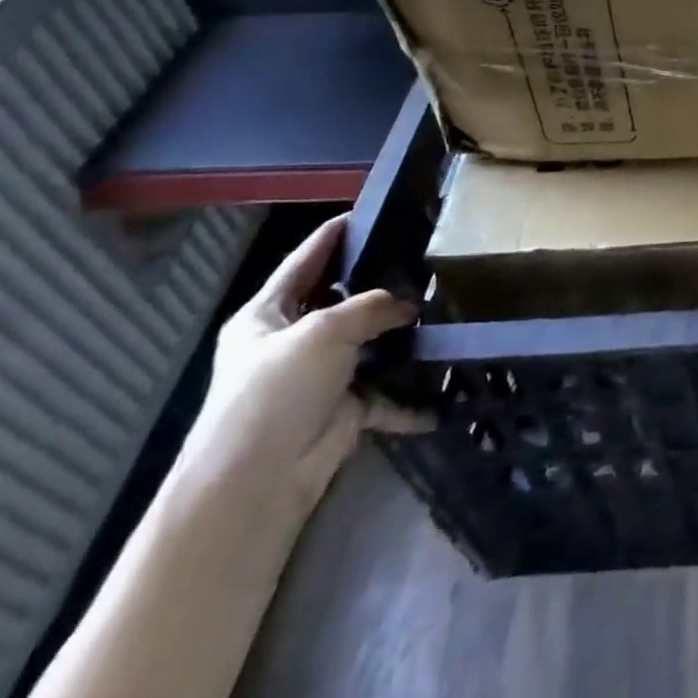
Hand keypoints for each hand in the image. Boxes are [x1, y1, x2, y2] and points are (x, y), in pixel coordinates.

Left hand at [181, 215, 432, 519]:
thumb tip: (408, 306)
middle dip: (380, 283)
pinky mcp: (342, 411)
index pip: (306, 259)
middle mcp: (290, 341)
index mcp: (267, 314)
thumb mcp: (323, 332)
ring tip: (444, 306)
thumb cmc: (274, 393)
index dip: (337, 233)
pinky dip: (410, 395)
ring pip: (368, 344)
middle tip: (425, 257)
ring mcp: (317, 378)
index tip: (374, 210)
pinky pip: (384, 393)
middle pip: (341, 300)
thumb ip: (370, 307)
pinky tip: (443, 383)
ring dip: (400, 335)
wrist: (253, 487)